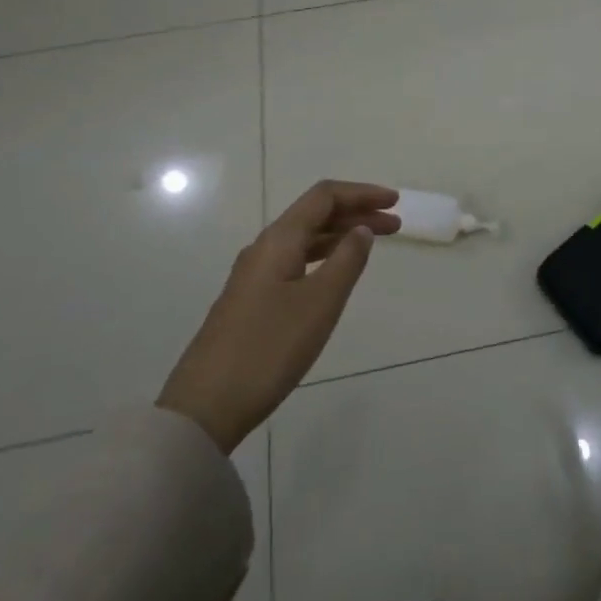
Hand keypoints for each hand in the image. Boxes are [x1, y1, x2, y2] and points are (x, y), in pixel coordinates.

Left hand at [157, 180, 398, 452]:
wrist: (205, 407)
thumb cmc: (269, 348)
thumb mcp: (320, 303)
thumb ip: (347, 260)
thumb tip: (362, 229)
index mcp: (279, 240)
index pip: (324, 197)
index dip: (361, 193)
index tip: (394, 202)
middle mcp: (265, 248)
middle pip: (315, 214)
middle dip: (356, 213)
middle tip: (395, 224)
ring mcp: (255, 275)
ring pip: (305, 239)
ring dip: (341, 235)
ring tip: (373, 244)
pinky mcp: (252, 300)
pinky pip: (295, 260)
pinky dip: (323, 256)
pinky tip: (336, 273)